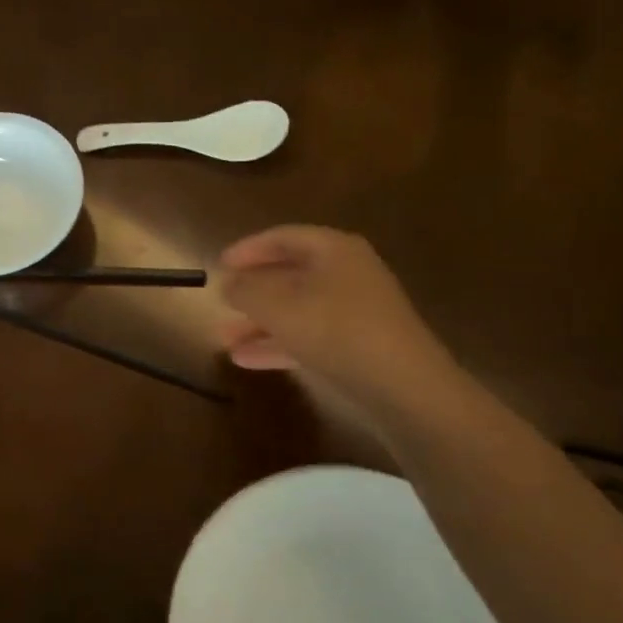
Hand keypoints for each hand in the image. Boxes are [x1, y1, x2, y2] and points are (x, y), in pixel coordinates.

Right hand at [216, 226, 456, 415]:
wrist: (403, 385)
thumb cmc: (336, 331)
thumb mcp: (279, 307)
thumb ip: (247, 290)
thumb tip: (228, 283)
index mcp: (333, 250)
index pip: (283, 237)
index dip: (248, 249)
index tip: (219, 264)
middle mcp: (347, 274)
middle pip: (290, 275)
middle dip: (252, 292)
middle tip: (221, 304)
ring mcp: (355, 311)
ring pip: (297, 310)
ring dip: (260, 323)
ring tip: (224, 340)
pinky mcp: (357, 345)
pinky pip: (309, 337)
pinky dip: (278, 344)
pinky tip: (246, 361)